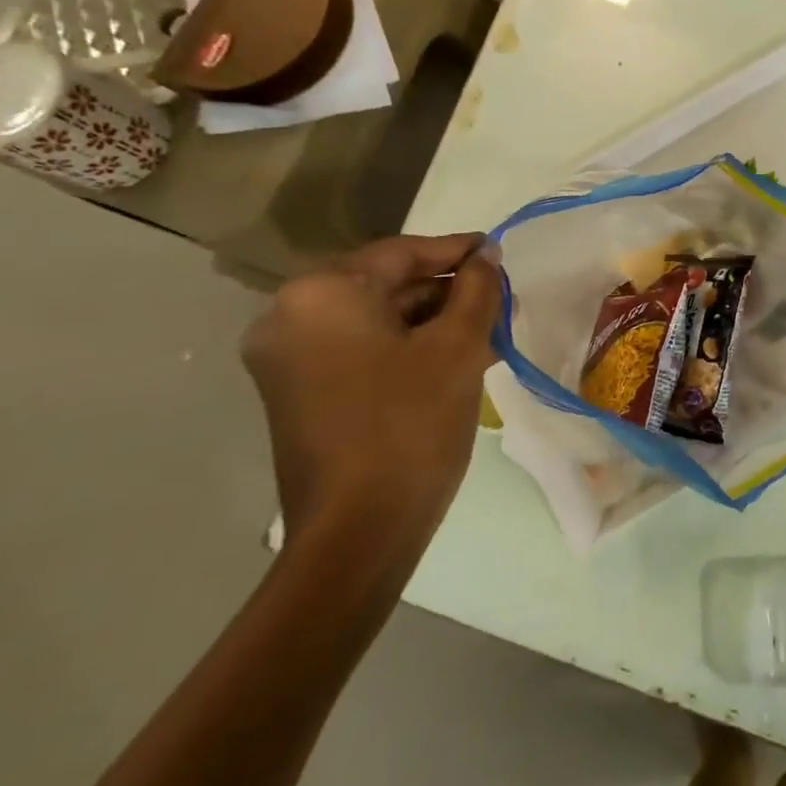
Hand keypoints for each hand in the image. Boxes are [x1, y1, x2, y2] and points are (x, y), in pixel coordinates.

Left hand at [242, 234, 501, 574]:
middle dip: (445, 291)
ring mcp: (287, 359)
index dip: (456, 251)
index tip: (497, 251)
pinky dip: (404, 347)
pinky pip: (359, 350)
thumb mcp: (458, 347)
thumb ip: (477, 289)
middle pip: (383, 285)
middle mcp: (289, 317)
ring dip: (430, 321)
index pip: (400, 254)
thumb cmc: (411, 425)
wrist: (358, 535)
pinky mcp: (297, 393)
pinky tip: (454, 356)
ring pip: (374, 320)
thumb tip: (486, 256)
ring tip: (487, 329)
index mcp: (321, 294)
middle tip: (498, 297)